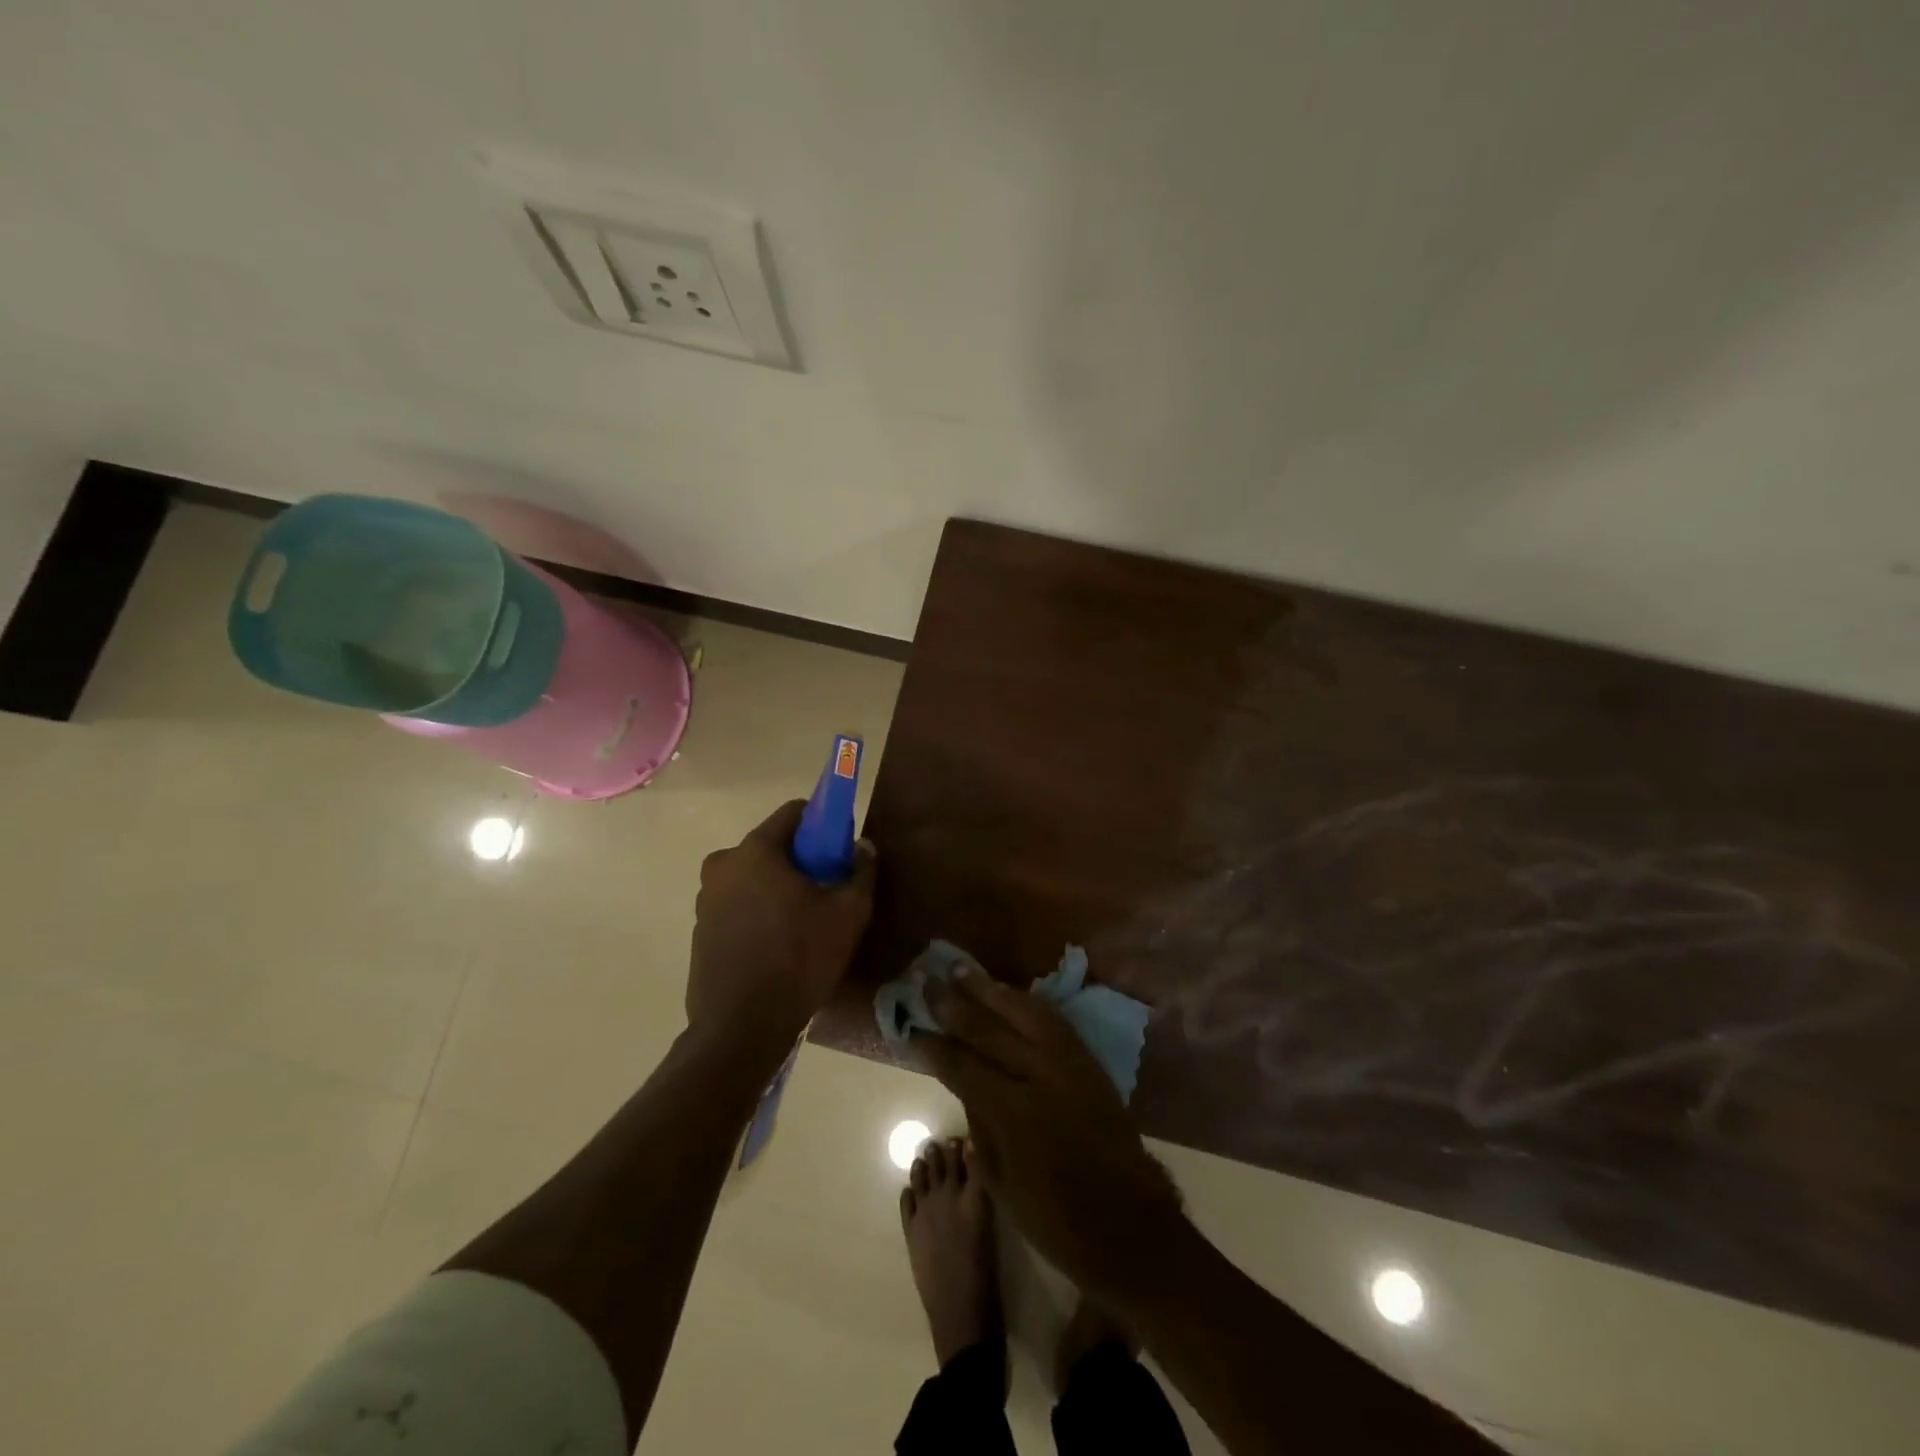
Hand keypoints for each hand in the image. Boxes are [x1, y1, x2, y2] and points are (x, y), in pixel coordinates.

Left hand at [688, 801, 876, 1064]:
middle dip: (800, 859)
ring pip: (754, 876)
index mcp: (756, 850)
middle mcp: (723, 865)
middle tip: (826, 891)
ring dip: (778, 887)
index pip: (793, 812)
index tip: (839, 850)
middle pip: (772, 845)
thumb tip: (863, 847)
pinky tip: (778, 944)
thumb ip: (861, 871)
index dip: (822, 823)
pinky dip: (759, 911)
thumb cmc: (798, 959)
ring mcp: (706, 898)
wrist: (741, 1027)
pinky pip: (738, 904)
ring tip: (804, 923)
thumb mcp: (848, 914)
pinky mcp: (701, 929)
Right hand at [920, 968, 1184, 1299]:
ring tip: (963, 970)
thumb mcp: (1001, 1181)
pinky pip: (1053, 1020)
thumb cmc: (1057, 1220)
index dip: (934, 1048)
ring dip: (991, 989)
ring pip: (1025, 1012)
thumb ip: (980, 1123)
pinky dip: (1027, 1002)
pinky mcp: (1090, 1063)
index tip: (910, 1030)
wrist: (1131, 1227)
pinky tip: (1010, 993)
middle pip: (990, 1030)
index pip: (963, 1067)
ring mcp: (1070, 1065)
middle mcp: (1042, 1077)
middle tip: (927, 981)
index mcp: (1015, 1114)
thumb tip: (963, 1081)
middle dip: (954, 1005)